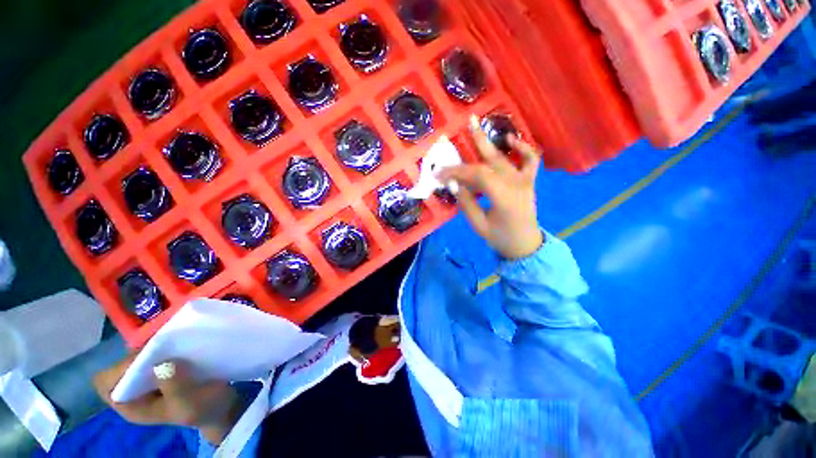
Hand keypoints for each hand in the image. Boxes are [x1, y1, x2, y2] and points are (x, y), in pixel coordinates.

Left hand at [94, 356, 243, 444]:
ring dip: (156, 346)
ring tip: (176, 342)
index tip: (147, 360)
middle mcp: (135, 389)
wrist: (223, 405)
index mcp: (132, 405)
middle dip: (141, 354)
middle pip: (123, 365)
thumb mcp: (189, 405)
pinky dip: (167, 345)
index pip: (107, 383)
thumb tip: (163, 363)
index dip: (121, 370)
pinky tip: (182, 343)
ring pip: (141, 355)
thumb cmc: (202, 410)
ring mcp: (150, 377)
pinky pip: (158, 351)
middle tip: (165, 346)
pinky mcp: (165, 366)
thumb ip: (175, 387)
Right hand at [438, 116, 542, 258]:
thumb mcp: (479, 225)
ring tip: (476, 124)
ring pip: (505, 157)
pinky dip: (522, 148)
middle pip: (490, 162)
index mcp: (504, 197)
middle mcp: (516, 183)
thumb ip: (466, 203)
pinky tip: (510, 139)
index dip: (457, 171)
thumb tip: (453, 184)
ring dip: (489, 141)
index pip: (477, 175)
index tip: (440, 173)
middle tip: (462, 125)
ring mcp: (525, 180)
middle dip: (473, 144)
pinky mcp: (529, 181)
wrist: (525, 245)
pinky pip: (530, 160)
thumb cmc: (500, 238)